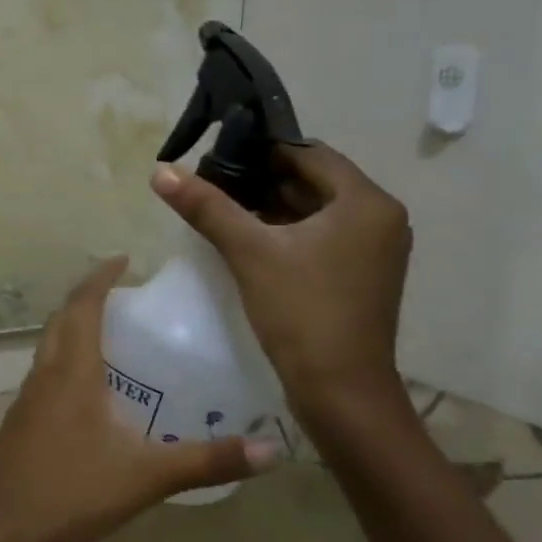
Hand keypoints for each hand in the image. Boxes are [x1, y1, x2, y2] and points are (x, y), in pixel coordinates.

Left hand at [0, 257, 276, 541]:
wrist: (0, 527)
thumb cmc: (71, 491)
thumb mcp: (146, 476)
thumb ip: (207, 461)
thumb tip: (274, 449)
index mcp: (72, 370)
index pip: (82, 305)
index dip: (100, 277)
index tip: (124, 260)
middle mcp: (45, 372)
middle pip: (62, 318)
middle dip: (87, 298)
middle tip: (123, 295)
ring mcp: (27, 396)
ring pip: (49, 344)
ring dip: (74, 327)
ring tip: (111, 335)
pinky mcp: (20, 419)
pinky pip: (45, 371)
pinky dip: (66, 359)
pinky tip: (89, 390)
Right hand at [151, 144, 410, 421]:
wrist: (340, 391)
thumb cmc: (301, 312)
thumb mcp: (249, 252)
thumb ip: (206, 206)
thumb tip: (161, 171)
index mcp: (366, 202)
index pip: (309, 153)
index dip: (261, 150)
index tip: (217, 155)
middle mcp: (379, 217)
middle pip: (313, 180)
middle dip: (262, 179)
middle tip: (211, 182)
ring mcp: (373, 248)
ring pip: (315, 209)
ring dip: (271, 205)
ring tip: (221, 207)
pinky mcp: (360, 273)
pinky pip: (320, 235)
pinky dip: (286, 230)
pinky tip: (247, 237)